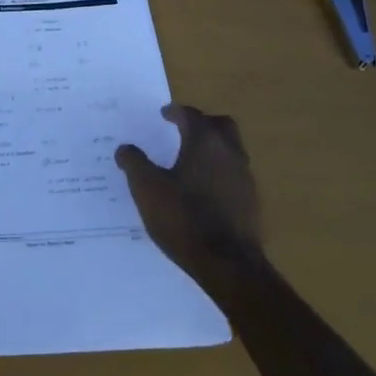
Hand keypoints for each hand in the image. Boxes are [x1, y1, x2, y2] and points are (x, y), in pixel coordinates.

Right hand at [116, 104, 264, 288]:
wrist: (228, 264)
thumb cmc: (183, 218)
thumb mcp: (147, 189)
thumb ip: (134, 163)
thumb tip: (125, 148)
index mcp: (205, 142)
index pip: (191, 115)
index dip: (175, 112)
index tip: (164, 114)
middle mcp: (229, 152)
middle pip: (220, 125)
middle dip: (201, 123)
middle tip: (182, 130)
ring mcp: (244, 176)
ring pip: (230, 149)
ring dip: (212, 147)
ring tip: (190, 160)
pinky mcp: (251, 200)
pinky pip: (234, 173)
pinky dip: (219, 171)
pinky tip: (203, 189)